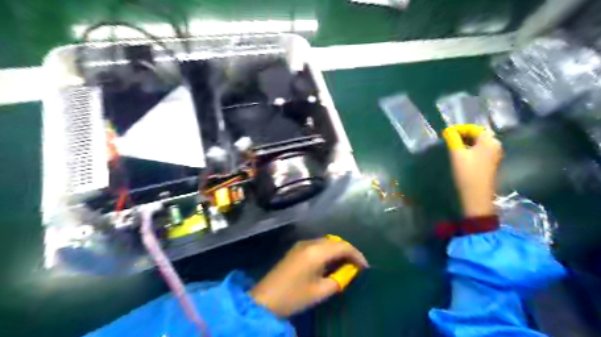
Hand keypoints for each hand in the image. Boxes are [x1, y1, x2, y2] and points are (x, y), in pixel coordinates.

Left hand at [247, 238, 366, 316]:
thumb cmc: (294, 296)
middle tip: (356, 265)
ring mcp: (301, 244)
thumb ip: (339, 279)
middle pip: (334, 241)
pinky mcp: (296, 249)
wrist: (265, 299)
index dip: (357, 255)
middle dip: (347, 251)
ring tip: (345, 264)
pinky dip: (327, 251)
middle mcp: (309, 243)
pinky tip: (329, 262)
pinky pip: (317, 245)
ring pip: (325, 242)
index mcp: (316, 252)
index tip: (365, 267)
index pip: (343, 246)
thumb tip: (350, 271)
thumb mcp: (320, 291)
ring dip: (337, 250)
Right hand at [440, 126, 503, 217]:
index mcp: (489, 141)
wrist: (476, 196)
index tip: (446, 133)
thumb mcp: (457, 154)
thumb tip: (448, 130)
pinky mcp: (490, 163)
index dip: (459, 129)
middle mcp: (495, 145)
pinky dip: (469, 150)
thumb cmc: (467, 173)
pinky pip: (479, 151)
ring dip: (465, 143)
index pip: (473, 128)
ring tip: (452, 147)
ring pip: (478, 143)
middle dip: (462, 135)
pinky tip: (460, 155)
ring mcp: (494, 155)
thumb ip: (453, 139)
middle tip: (448, 140)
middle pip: (477, 135)